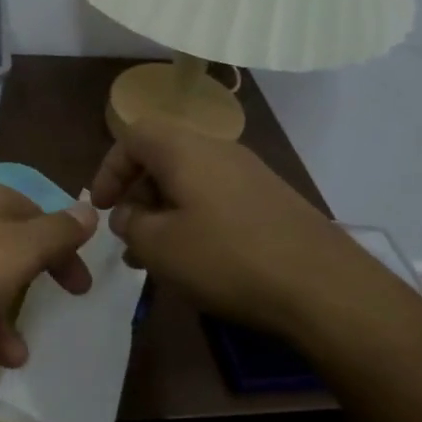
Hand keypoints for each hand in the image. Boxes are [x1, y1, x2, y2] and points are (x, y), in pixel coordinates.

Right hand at [90, 119, 386, 340]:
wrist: (321, 285)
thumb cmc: (226, 258)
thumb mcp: (159, 246)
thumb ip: (131, 224)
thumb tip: (129, 213)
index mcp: (185, 150)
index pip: (133, 136)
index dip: (109, 168)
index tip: (100, 207)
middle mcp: (219, 151)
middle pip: (163, 157)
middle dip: (136, 194)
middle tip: (127, 235)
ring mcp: (250, 174)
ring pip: (190, 182)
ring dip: (164, 213)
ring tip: (153, 257)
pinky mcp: (271, 200)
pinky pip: (217, 199)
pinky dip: (194, 220)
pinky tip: (195, 260)